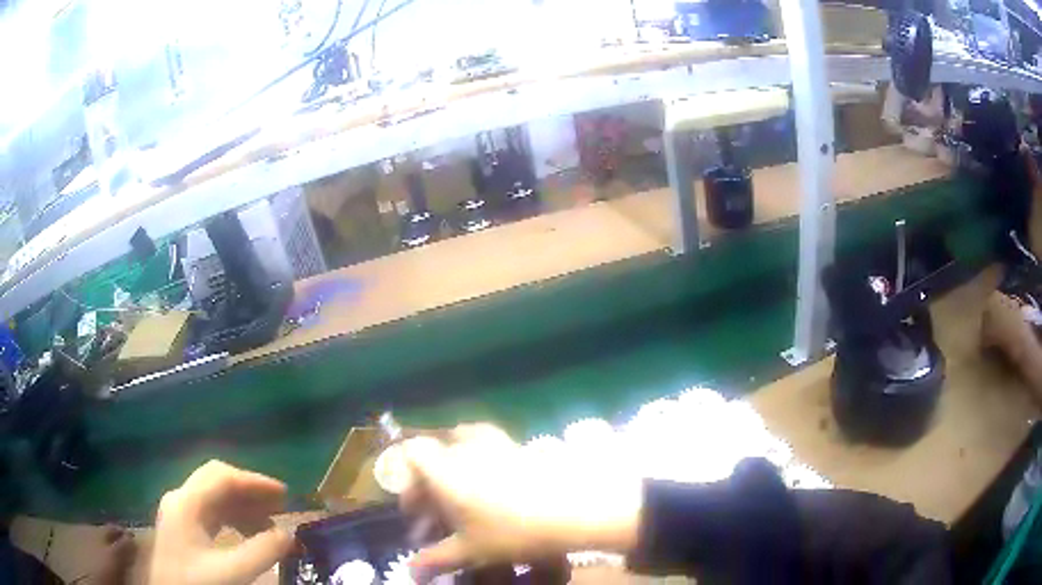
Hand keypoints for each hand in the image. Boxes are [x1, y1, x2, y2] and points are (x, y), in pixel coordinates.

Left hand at [149, 460, 293, 584]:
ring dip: (243, 506)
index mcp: (187, 502)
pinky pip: (211, 512)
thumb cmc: (196, 582)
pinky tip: (248, 534)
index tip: (284, 494)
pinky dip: (233, 518)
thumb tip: (288, 535)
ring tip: (269, 526)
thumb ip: (261, 552)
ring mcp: (179, 512)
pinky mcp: (182, 527)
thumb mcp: (231, 572)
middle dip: (250, 491)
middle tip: (279, 506)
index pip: (222, 477)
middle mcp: (180, 499)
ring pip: (214, 496)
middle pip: (217, 480)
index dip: (255, 482)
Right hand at [400, 424, 642, 578]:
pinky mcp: (520, 445)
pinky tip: (494, 485)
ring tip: (462, 493)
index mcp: (446, 471)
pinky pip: (488, 444)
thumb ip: (436, 560)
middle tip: (437, 514)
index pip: (412, 453)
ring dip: (454, 465)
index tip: (415, 510)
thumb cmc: (513, 532)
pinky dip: (481, 459)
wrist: (573, 509)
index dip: (405, 478)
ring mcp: (496, 443)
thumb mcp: (471, 551)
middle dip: (429, 483)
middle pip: (434, 453)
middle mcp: (466, 450)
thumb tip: (411, 572)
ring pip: (461, 444)